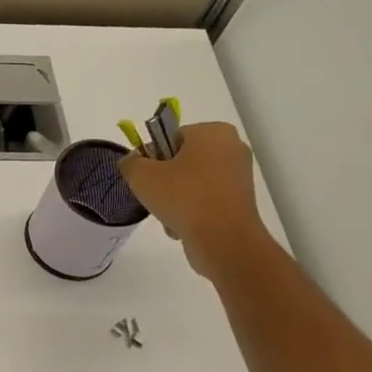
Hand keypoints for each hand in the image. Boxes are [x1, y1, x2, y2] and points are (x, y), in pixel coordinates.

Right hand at [119, 121, 268, 279]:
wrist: (223, 240)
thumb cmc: (183, 197)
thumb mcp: (141, 176)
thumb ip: (130, 163)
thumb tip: (132, 162)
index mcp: (213, 132)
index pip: (171, 137)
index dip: (152, 157)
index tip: (145, 177)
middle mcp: (232, 147)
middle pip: (182, 160)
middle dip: (165, 180)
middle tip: (154, 196)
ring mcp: (240, 176)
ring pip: (192, 183)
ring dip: (176, 199)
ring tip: (169, 215)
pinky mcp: (242, 202)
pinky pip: (206, 200)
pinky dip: (192, 212)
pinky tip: (183, 226)